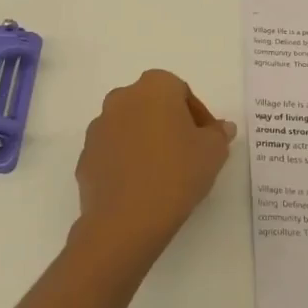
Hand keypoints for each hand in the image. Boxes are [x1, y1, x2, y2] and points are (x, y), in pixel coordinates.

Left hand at [72, 69, 235, 268]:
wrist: (126, 220)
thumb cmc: (177, 173)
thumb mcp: (213, 152)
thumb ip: (219, 134)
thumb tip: (222, 128)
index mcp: (154, 87)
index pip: (182, 92)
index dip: (198, 117)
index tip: (208, 142)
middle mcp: (122, 98)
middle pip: (153, 106)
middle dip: (170, 125)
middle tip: (188, 155)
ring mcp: (98, 128)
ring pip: (130, 128)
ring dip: (146, 142)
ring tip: (163, 174)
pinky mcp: (85, 157)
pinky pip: (113, 153)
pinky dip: (126, 163)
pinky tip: (141, 188)